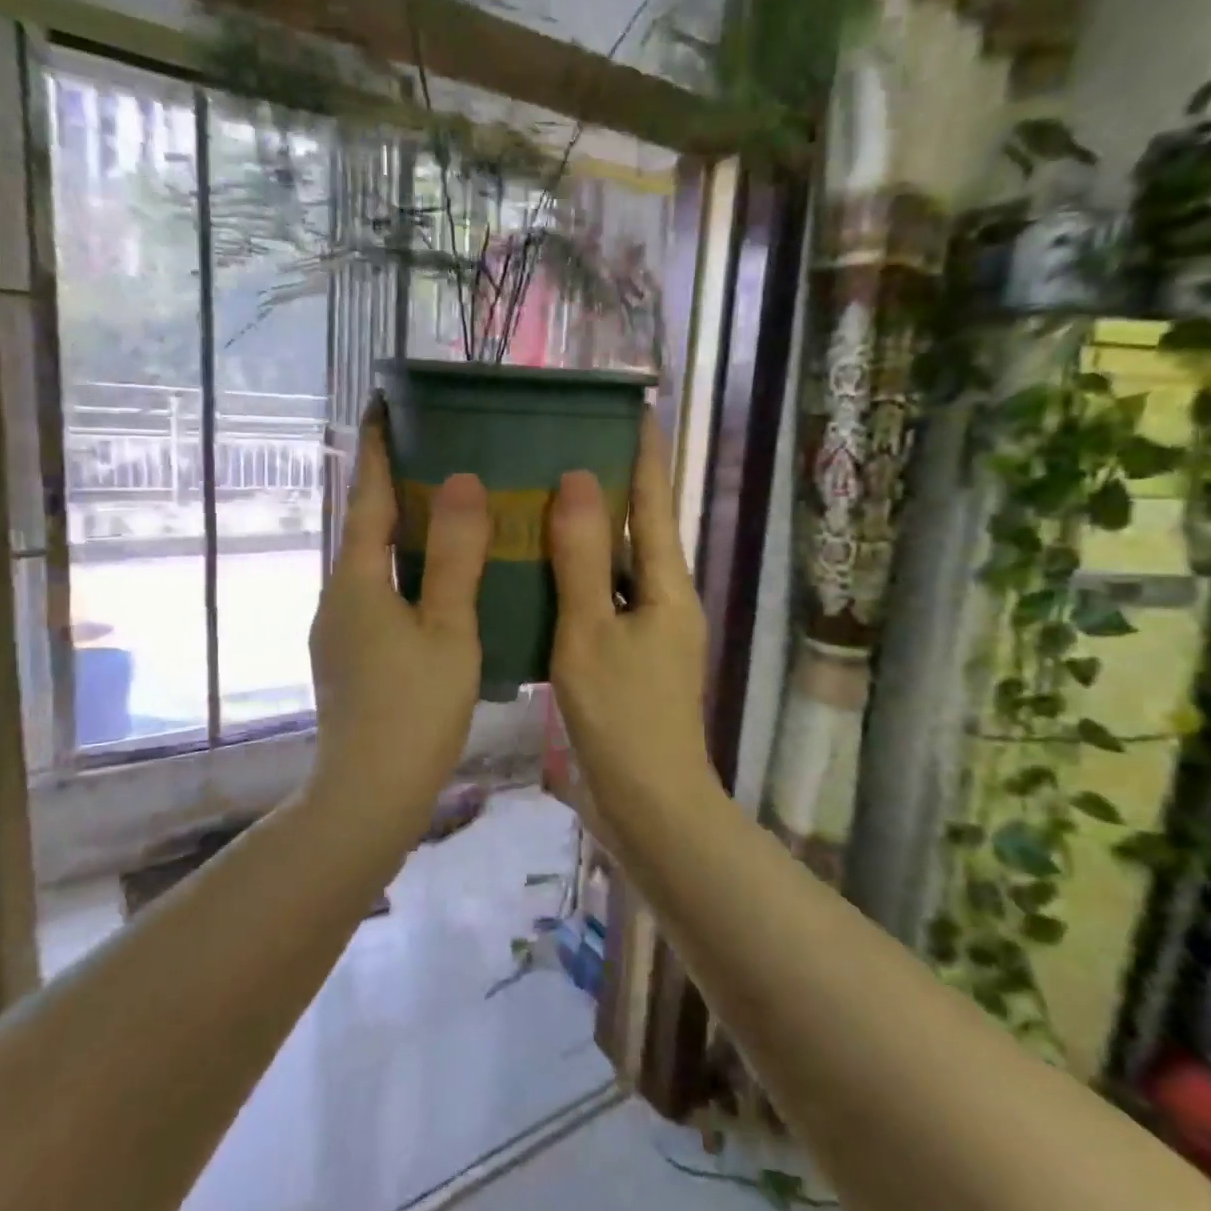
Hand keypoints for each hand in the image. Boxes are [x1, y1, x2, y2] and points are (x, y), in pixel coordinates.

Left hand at [308, 401, 487, 824]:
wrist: (369, 793)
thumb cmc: (414, 709)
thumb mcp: (448, 630)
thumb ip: (455, 557)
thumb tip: (461, 482)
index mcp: (357, 579)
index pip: (368, 497)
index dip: (377, 447)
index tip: (384, 402)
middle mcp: (339, 595)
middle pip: (367, 526)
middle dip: (393, 485)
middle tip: (436, 453)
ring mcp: (340, 628)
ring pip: (373, 563)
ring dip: (402, 532)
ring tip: (447, 512)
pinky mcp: (350, 655)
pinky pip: (379, 593)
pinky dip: (406, 571)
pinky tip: (439, 584)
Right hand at [548, 422, 716, 815]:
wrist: (649, 802)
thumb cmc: (623, 716)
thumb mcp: (592, 633)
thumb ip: (585, 559)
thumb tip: (579, 481)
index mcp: (668, 586)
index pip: (657, 501)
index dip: (646, 453)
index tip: (636, 407)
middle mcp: (665, 600)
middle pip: (642, 529)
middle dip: (615, 485)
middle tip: (571, 443)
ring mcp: (648, 630)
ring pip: (619, 566)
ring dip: (592, 531)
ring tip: (548, 494)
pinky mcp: (628, 657)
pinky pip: (603, 599)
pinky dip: (579, 576)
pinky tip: (542, 569)